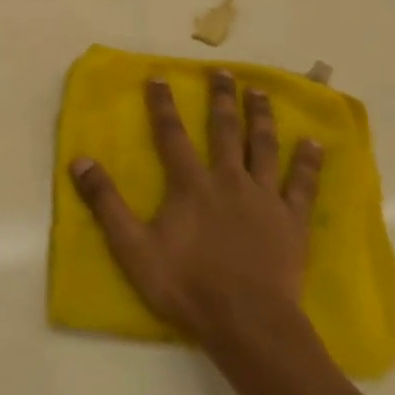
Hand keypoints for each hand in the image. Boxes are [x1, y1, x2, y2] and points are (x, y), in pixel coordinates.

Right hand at [69, 72, 321, 355]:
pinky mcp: (292, 221)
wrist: (247, 323)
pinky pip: (303, 184)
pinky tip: (314, 142)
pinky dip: (308, 162)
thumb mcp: (132, 247)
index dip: (163, 104)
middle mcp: (229, 181)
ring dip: (261, 117)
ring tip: (261, 92)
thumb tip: (80, 160)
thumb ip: (106, 202)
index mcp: (190, 185)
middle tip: (223, 71)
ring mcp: (264, 199)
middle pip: (225, 130)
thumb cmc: (186, 285)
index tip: (160, 76)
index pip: (172, 134)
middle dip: (221, 98)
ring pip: (264, 147)